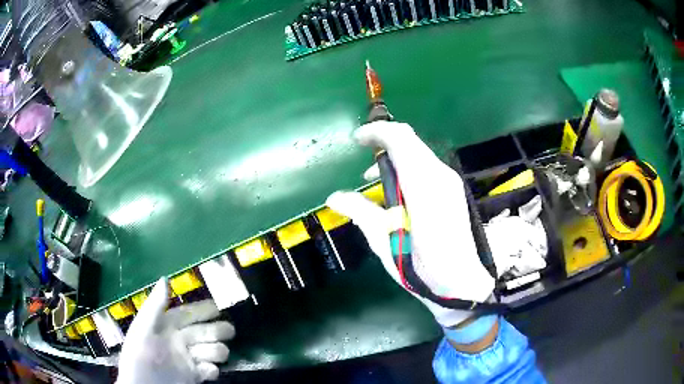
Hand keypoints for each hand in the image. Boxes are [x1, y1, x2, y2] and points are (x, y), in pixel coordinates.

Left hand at [117, 278, 234, 383]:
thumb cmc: (138, 356)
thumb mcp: (142, 329)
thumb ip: (155, 306)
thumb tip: (165, 279)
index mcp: (167, 326)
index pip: (188, 313)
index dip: (203, 309)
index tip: (218, 307)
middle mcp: (181, 340)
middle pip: (205, 331)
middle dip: (217, 330)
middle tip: (228, 331)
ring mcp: (188, 359)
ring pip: (212, 350)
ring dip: (215, 351)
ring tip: (208, 356)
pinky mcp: (194, 376)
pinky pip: (210, 370)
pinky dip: (211, 370)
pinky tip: (206, 371)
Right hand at [326, 121, 493, 326]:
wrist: (460, 283)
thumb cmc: (422, 268)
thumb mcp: (385, 242)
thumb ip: (361, 213)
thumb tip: (334, 197)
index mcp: (423, 185)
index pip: (400, 139)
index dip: (376, 132)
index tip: (356, 140)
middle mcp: (440, 176)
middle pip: (411, 140)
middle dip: (384, 141)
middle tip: (363, 156)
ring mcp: (450, 182)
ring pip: (419, 152)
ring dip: (395, 156)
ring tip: (374, 179)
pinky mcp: (453, 190)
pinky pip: (427, 166)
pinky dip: (407, 167)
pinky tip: (397, 190)